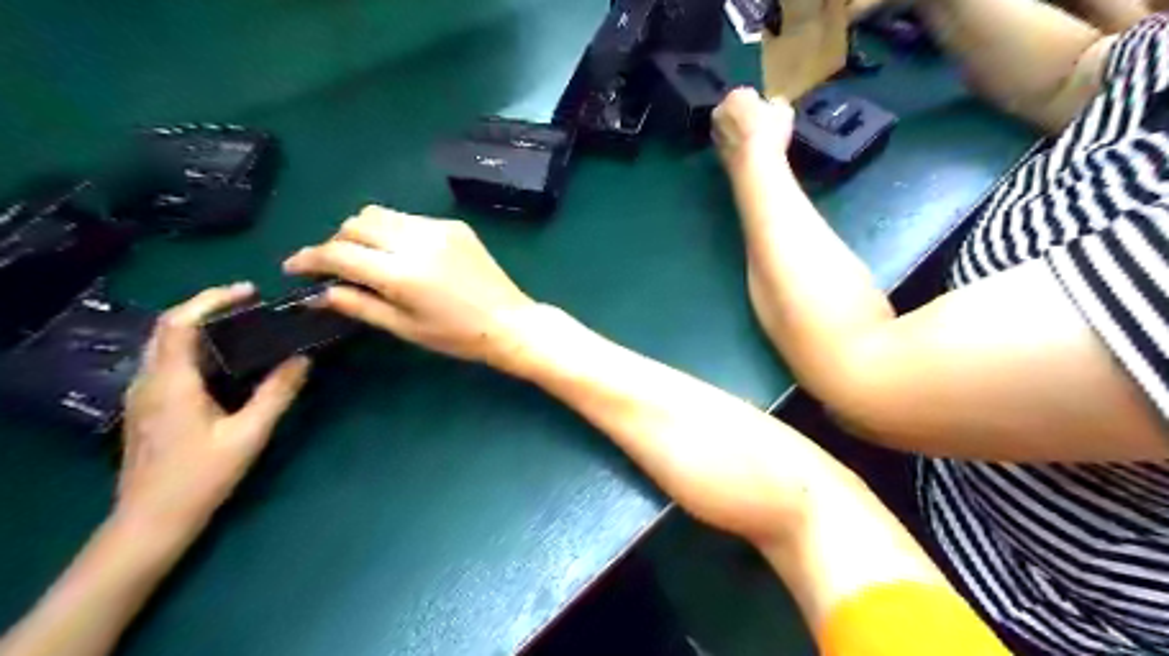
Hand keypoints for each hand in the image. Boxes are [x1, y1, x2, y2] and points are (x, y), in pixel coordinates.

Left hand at [117, 284, 309, 537]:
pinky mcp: (147, 407)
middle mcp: (149, 381)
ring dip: (201, 326)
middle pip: (169, 327)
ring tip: (244, 325)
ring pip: (166, 344)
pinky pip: (169, 362)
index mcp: (171, 382)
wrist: (151, 522)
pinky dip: (197, 347)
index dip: (212, 298)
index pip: (180, 322)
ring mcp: (143, 394)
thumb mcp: (249, 434)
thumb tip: (303, 358)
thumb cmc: (201, 478)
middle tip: (251, 304)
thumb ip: (277, 393)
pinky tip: (226, 360)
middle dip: (208, 307)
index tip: (250, 291)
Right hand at [285, 207, 540, 372]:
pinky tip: (403, 255)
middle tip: (337, 268)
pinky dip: (394, 232)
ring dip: (363, 232)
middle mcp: (417, 241)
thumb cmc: (457, 336)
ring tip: (368, 259)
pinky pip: (409, 218)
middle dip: (337, 242)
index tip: (294, 267)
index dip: (310, 258)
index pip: (340, 253)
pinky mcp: (454, 225)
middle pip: (356, 223)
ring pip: (381, 214)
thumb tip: (318, 293)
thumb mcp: (404, 327)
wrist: (509, 322)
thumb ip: (359, 305)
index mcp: (402, 273)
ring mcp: (438, 228)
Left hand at [713, 86, 793, 174]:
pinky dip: (735, 147)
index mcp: (734, 95)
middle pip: (733, 111)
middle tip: (759, 127)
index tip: (766, 113)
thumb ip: (776, 103)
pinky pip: (728, 145)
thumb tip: (774, 104)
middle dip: (743, 116)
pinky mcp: (715, 153)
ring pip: (728, 129)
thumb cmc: (770, 131)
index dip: (757, 103)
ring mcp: (714, 133)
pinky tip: (748, 154)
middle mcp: (719, 111)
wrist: (754, 164)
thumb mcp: (784, 110)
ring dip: (737, 132)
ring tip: (754, 142)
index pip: (747, 94)